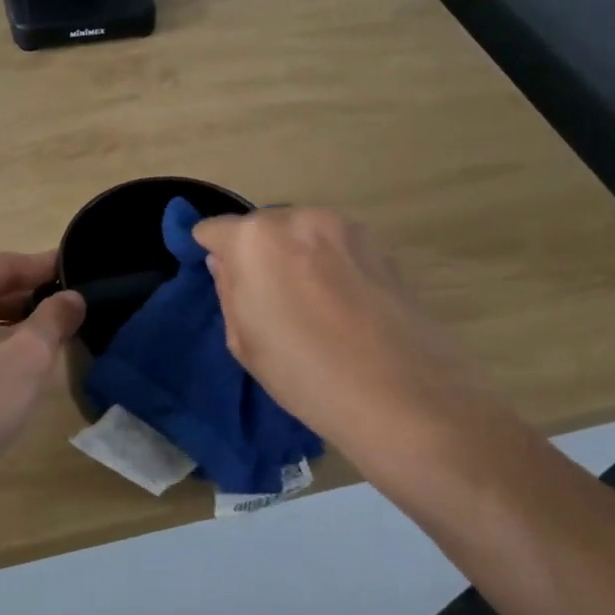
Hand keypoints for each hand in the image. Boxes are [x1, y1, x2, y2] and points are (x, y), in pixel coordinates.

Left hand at [0, 250, 84, 495]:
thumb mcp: (29, 355)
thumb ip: (55, 318)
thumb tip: (71, 298)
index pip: (1, 265)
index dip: (41, 266)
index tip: (71, 268)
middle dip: (23, 299)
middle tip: (60, 308)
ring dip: (2, 325)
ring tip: (38, 340)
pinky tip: (1, 369)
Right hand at [193, 208, 495, 475]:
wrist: (404, 396)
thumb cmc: (306, 374)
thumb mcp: (244, 341)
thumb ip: (228, 289)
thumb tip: (226, 262)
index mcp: (255, 239)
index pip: (213, 230)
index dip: (211, 253)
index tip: (220, 279)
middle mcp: (299, 218)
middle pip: (261, 227)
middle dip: (257, 253)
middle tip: (267, 299)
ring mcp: (346, 227)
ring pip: (302, 234)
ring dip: (295, 257)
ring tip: (310, 306)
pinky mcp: (381, 245)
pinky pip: (336, 247)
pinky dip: (329, 266)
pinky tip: (343, 307)